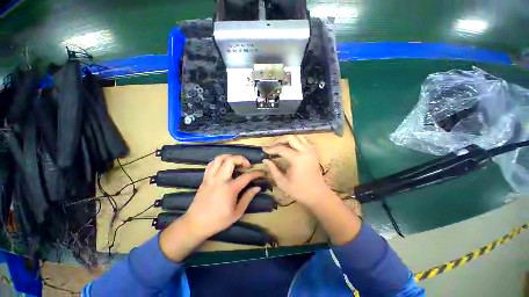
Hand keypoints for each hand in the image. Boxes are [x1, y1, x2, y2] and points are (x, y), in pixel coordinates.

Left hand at [160, 155, 261, 261]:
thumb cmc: (218, 220)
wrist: (196, 224)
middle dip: (242, 159)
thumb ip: (248, 198)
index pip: (246, 176)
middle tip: (247, 165)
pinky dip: (219, 161)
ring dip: (230, 157)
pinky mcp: (204, 179)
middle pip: (231, 160)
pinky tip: (224, 166)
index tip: (261, 172)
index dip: (256, 173)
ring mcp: (210, 178)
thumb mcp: (237, 212)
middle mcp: (220, 180)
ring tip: (236, 162)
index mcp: (229, 189)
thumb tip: (257, 187)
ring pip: (219, 158)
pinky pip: (211, 164)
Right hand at [263, 135, 331, 207]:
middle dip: (280, 141)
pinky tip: (290, 148)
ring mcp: (311, 150)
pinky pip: (304, 141)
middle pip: (291, 138)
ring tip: (280, 146)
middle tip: (272, 147)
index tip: (264, 149)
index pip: (281, 149)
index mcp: (297, 159)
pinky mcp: (314, 152)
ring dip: (288, 140)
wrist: (317, 194)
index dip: (271, 148)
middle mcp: (305, 151)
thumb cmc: (299, 190)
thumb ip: (273, 169)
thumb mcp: (282, 182)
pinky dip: (296, 142)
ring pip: (298, 137)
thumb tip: (265, 160)